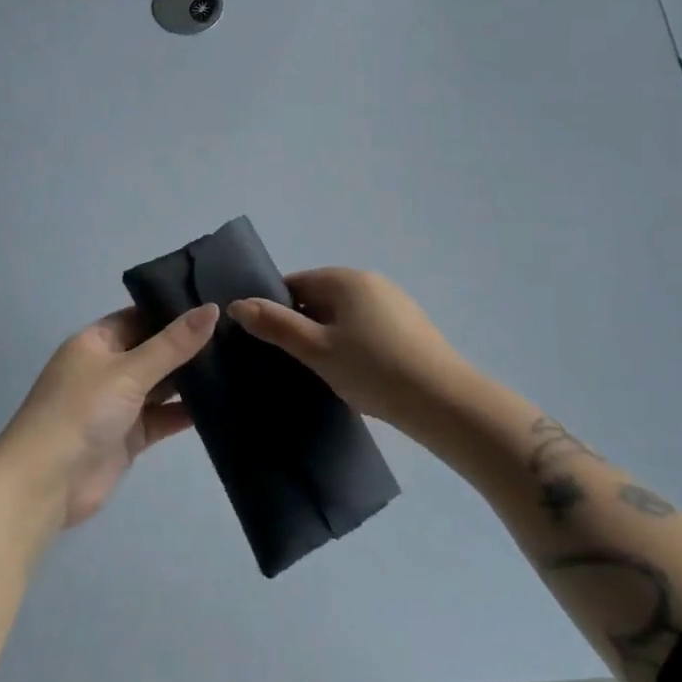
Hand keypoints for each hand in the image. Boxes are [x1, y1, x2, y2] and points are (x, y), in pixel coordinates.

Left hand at [0, 304, 217, 529]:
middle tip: (238, 332)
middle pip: (154, 350)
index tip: (216, 304)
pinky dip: (187, 412)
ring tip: (239, 362)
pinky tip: (223, 402)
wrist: (45, 484)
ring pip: (162, 385)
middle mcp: (108, 368)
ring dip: (191, 379)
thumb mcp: (128, 370)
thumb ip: (173, 344)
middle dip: (188, 345)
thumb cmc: (80, 411)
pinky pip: (164, 417)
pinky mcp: (130, 436)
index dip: (174, 310)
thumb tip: (213, 309)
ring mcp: (119, 404)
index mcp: (97, 341)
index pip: (140, 316)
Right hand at [229, 269, 472, 432]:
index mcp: (345, 279)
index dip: (275, 309)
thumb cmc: (373, 370)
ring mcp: (394, 303)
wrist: (443, 401)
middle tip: (288, 361)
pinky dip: (352, 344)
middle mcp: (370, 281)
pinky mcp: (409, 326)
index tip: (264, 341)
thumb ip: (277, 326)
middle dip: (301, 325)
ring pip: (343, 315)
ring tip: (319, 372)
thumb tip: (238, 304)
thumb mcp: (317, 350)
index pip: (295, 284)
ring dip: (327, 337)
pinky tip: (353, 374)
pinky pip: (366, 327)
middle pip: (319, 297)